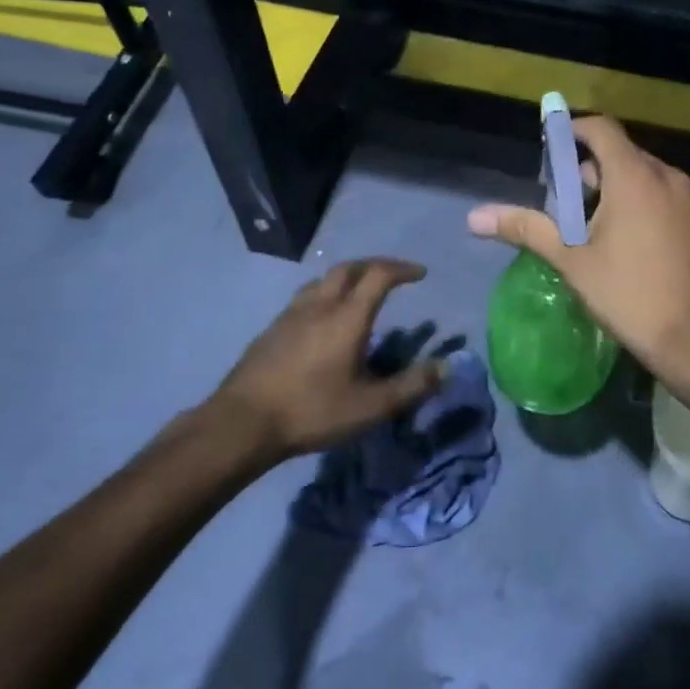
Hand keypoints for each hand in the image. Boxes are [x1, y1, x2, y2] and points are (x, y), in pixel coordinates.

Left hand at [208, 258, 443, 460]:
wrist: (242, 422)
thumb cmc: (312, 410)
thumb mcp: (371, 407)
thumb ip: (411, 386)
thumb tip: (446, 367)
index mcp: (347, 317)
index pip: (378, 275)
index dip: (402, 269)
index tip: (420, 274)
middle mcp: (319, 305)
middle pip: (348, 268)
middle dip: (375, 265)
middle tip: (392, 276)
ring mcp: (290, 315)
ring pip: (322, 280)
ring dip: (347, 278)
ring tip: (359, 294)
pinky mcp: (271, 330)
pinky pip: (305, 298)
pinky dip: (324, 296)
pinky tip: (323, 322)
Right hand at [467, 116, 689, 383]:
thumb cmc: (628, 296)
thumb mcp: (571, 261)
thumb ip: (526, 228)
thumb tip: (475, 216)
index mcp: (635, 177)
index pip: (601, 129)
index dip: (572, 131)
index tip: (551, 151)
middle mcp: (670, 177)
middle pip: (623, 154)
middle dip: (591, 170)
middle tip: (566, 204)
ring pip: (649, 177)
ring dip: (620, 188)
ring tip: (597, 227)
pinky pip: (669, 199)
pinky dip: (647, 205)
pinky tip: (635, 244)